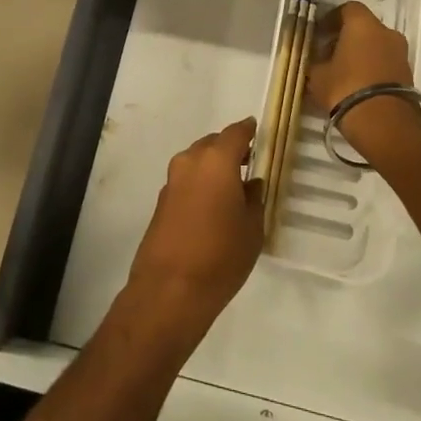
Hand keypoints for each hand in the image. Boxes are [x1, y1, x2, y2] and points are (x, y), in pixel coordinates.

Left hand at [123, 119, 263, 336]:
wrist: (170, 289)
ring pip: (197, 161)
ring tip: (232, 187)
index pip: (236, 132)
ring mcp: (172, 180)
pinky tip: (212, 206)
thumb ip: (254, 198)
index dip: (249, 131)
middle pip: (213, 144)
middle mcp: (190, 161)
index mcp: (216, 160)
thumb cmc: (221, 255)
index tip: (259, 132)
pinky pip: (186, 180)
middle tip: (249, 163)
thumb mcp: (252, 228)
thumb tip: (251, 183)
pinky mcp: (161, 201)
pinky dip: (200, 183)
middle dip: (230, 150)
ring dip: (213, 167)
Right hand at [305, 1, 412, 113]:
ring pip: (377, 45)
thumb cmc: (345, 88)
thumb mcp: (318, 76)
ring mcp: (400, 53)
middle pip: (364, 27)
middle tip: (330, 54)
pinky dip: (373, 67)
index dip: (332, 19)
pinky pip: (386, 62)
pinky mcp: (408, 73)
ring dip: (362, 53)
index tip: (320, 33)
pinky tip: (359, 84)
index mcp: (363, 24)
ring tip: (344, 72)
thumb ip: (315, 62)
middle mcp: (386, 32)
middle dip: (347, 37)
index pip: (347, 9)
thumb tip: (315, 60)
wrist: (384, 123)